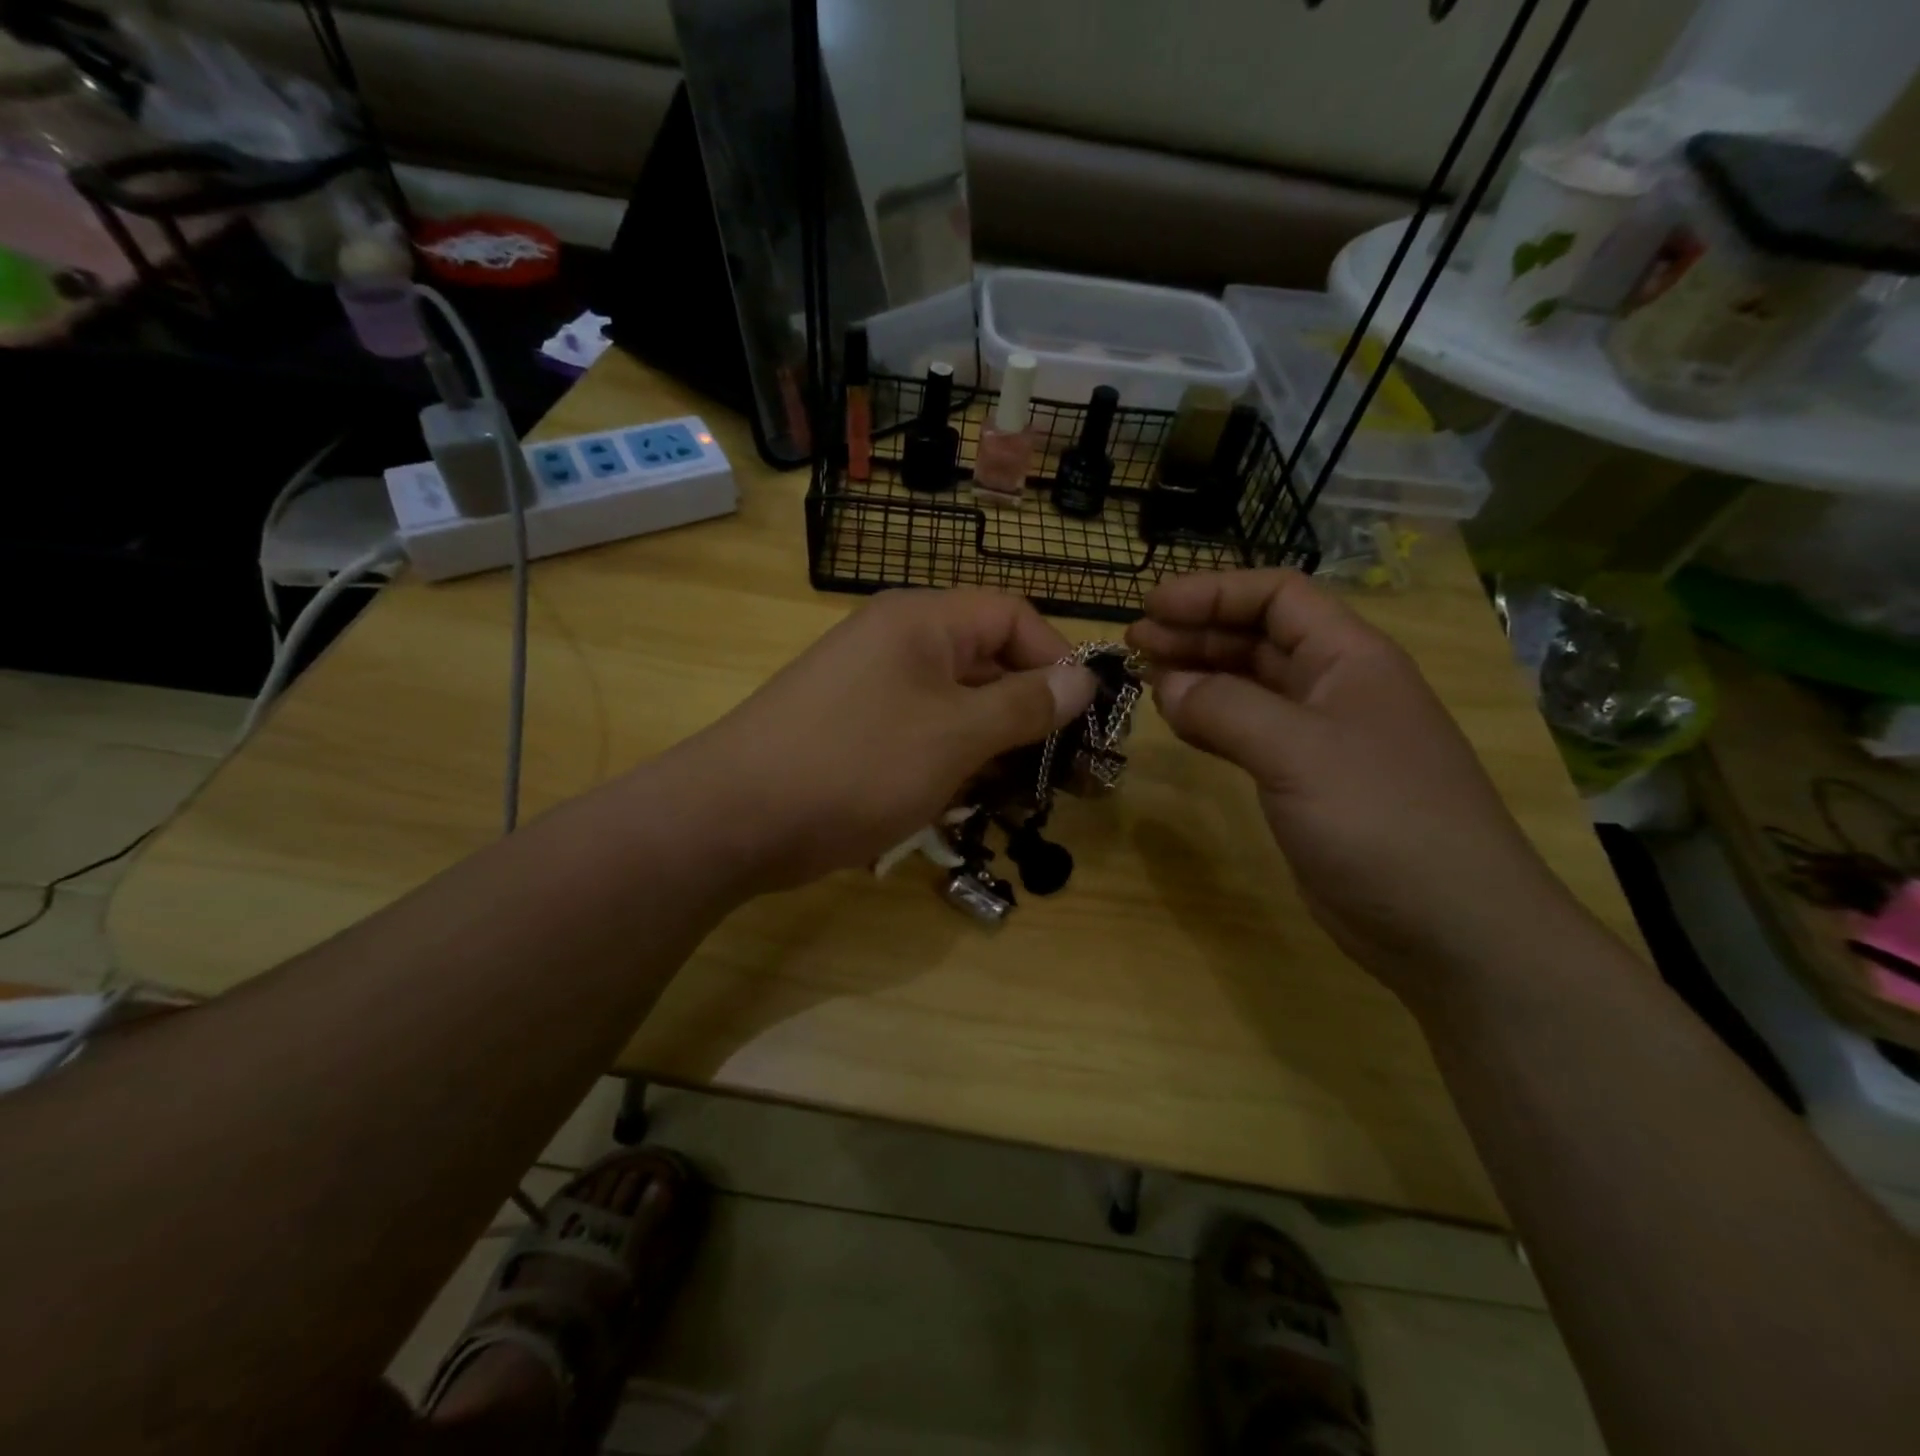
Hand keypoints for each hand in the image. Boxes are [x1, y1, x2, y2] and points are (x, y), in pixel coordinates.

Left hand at [680, 590, 1096, 891]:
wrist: (735, 818)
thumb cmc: (856, 764)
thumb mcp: (955, 734)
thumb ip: (1024, 704)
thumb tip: (1084, 677)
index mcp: (922, 622)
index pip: (1011, 615)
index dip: (1055, 658)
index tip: (1083, 715)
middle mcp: (898, 644)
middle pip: (986, 662)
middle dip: (1030, 713)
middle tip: (1066, 769)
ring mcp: (873, 690)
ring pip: (957, 707)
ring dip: (994, 747)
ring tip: (1022, 794)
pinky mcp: (857, 733)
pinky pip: (923, 736)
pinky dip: (952, 764)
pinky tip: (968, 804)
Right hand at [1126, 569, 1588, 1001]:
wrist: (1448, 927)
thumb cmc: (1381, 820)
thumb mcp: (1299, 752)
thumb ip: (1226, 709)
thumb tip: (1166, 684)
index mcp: (1350, 659)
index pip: (1277, 597)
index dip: (1213, 592)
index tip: (1152, 607)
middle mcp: (1336, 688)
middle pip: (1258, 637)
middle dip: (1196, 631)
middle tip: (1135, 642)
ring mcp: (1321, 738)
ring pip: (1249, 686)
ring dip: (1199, 674)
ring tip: (1145, 676)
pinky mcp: (1305, 782)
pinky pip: (1247, 733)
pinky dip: (1210, 721)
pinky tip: (1177, 722)